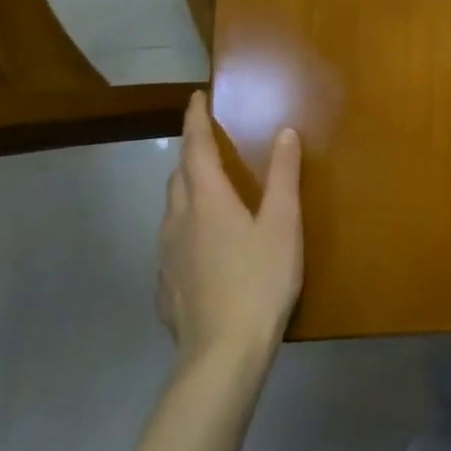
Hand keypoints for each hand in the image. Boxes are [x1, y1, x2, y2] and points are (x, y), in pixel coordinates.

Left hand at [158, 93, 302, 371]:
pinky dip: (186, 224)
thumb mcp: (283, 223)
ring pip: (172, 209)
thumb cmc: (260, 279)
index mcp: (208, 201)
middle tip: (208, 142)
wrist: (222, 352)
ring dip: (187, 188)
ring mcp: (167, 256)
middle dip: (191, 154)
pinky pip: (172, 240)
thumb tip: (284, 132)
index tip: (195, 98)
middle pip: (179, 177)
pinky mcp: (166, 284)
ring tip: (208, 187)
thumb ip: (283, 177)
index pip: (196, 149)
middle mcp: (179, 221)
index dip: (196, 121)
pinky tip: (203, 242)